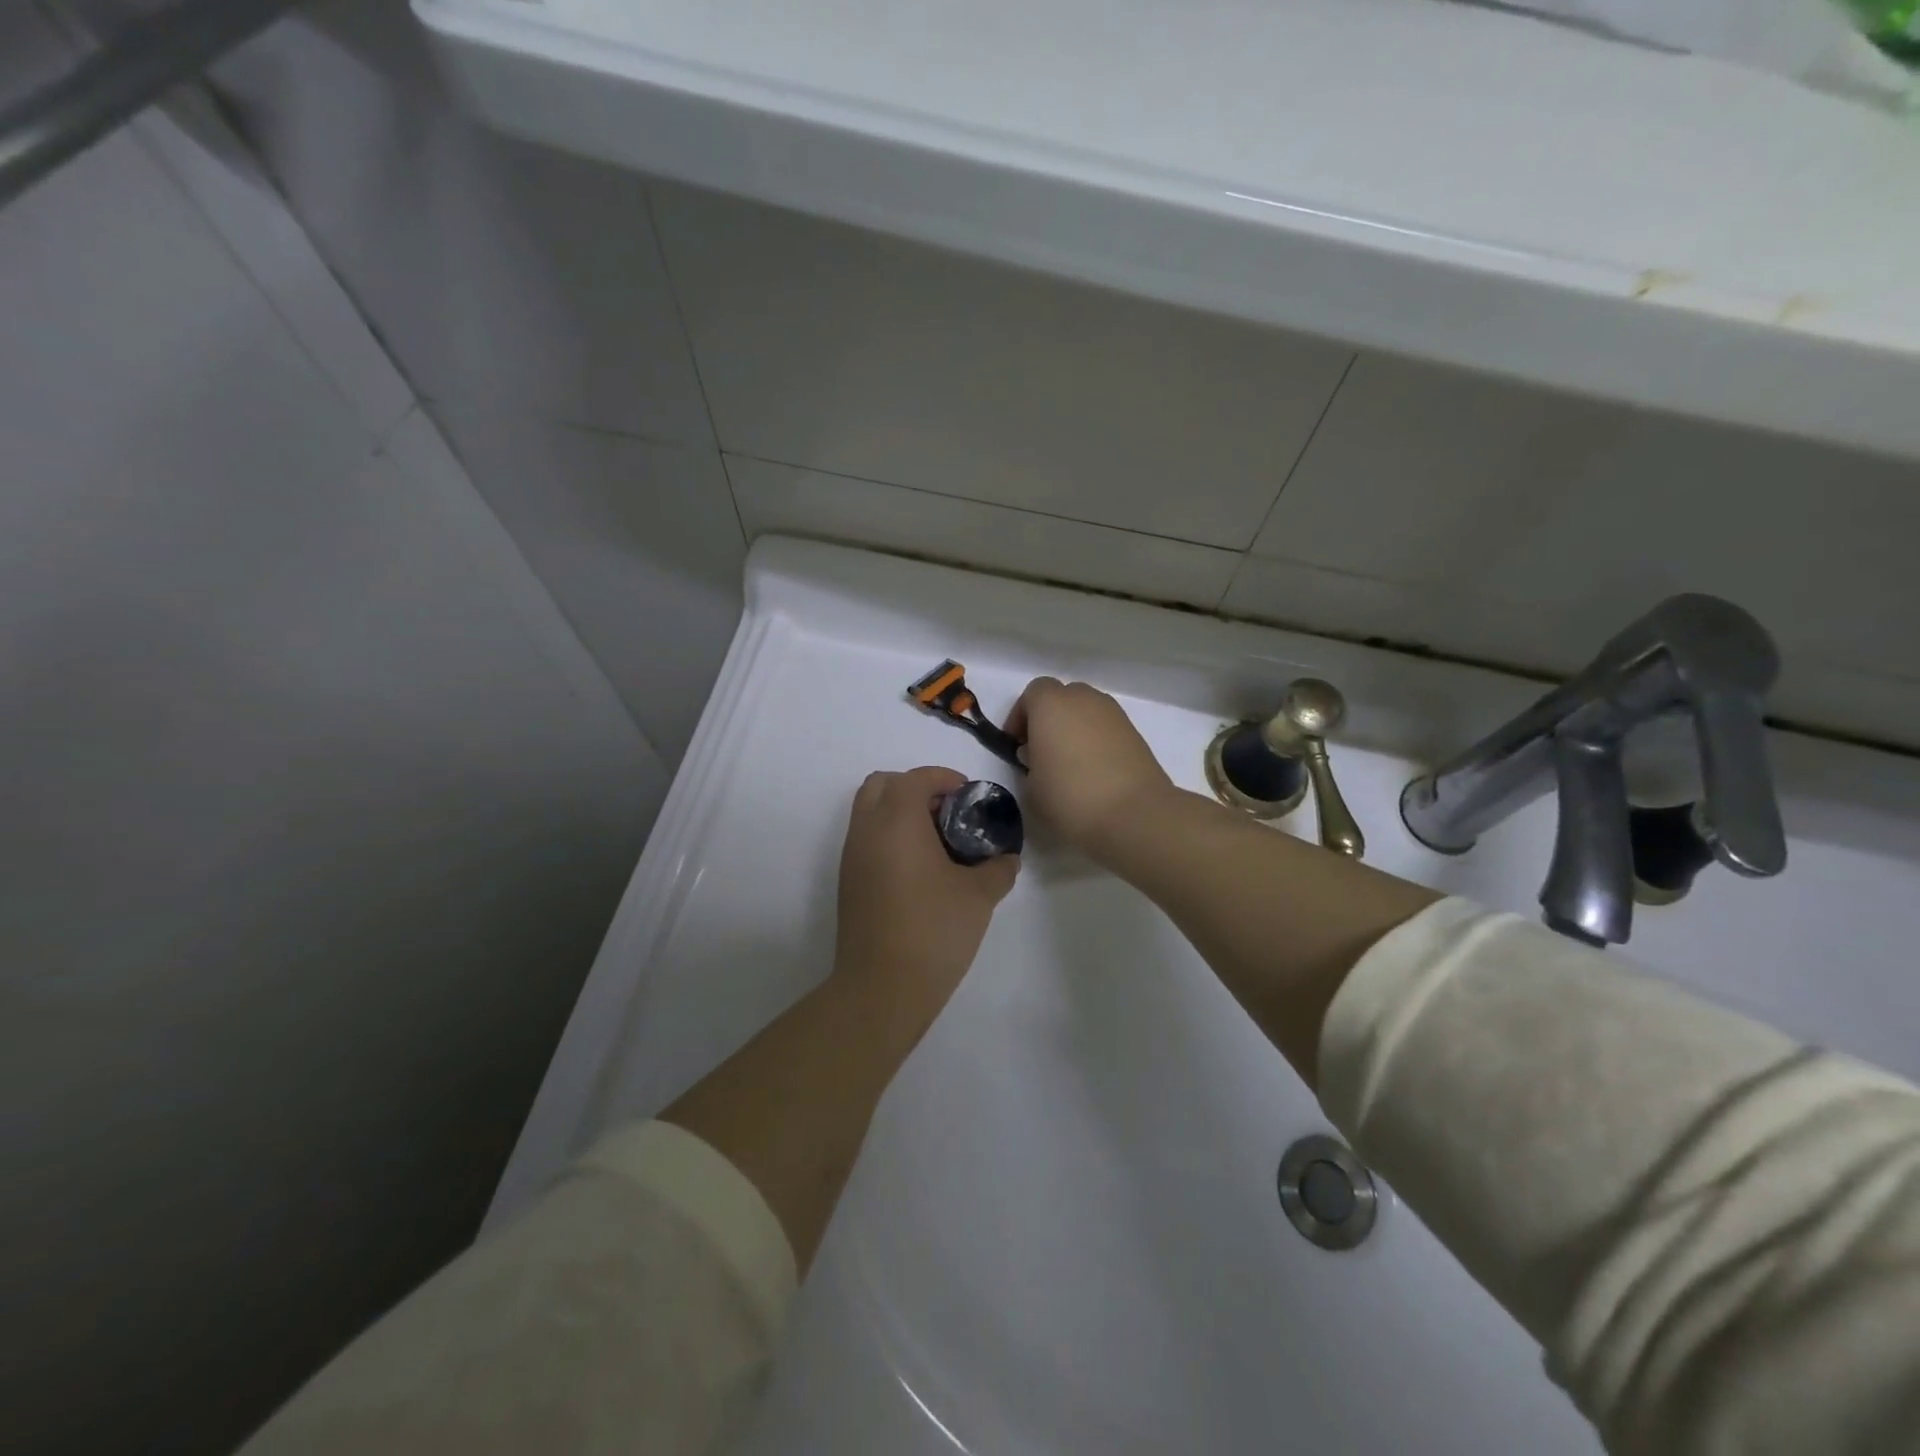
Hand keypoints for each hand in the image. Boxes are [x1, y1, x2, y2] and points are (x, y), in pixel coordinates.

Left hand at [833, 766, 1019, 1022]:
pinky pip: (866, 839)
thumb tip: (1005, 860)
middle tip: (947, 813)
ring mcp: (852, 856)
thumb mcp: (979, 897)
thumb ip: (998, 869)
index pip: (915, 778)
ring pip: (869, 811)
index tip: (968, 796)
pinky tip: (918, 870)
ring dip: (899, 812)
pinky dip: (889, 836)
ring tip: (935, 842)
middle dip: (915, 788)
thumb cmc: (934, 930)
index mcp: (897, 821)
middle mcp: (867, 830)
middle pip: (882, 784)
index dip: (944, 778)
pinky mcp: (848, 881)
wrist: (882, 988)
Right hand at [1005, 677, 1174, 859]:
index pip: (1033, 693)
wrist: (1134, 815)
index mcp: (1051, 704)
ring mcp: (1114, 714)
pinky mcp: (1136, 734)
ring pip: (1087, 711)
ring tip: (1069, 765)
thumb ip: (1030, 765)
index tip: (1017, 745)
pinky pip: (1106, 729)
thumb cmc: (1070, 798)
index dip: (1022, 716)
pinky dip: (1097, 741)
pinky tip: (1094, 772)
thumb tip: (1043, 758)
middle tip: (1042, 752)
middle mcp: (1084, 699)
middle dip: (1050, 718)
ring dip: (1075, 729)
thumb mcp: (1031, 788)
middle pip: (1062, 697)